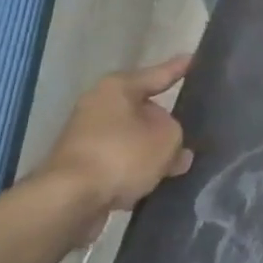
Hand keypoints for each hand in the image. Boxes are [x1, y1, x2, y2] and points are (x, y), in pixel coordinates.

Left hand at [34, 56, 194, 240]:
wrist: (68, 202)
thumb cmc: (122, 155)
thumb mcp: (167, 139)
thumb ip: (178, 137)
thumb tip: (176, 151)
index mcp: (118, 87)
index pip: (158, 74)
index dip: (179, 69)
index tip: (194, 60)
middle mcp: (98, 105)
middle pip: (143, 110)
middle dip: (165, 124)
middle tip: (189, 132)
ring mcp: (85, 137)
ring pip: (131, 138)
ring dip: (150, 151)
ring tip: (176, 165)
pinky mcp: (80, 168)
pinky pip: (118, 162)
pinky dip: (133, 170)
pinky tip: (152, 184)